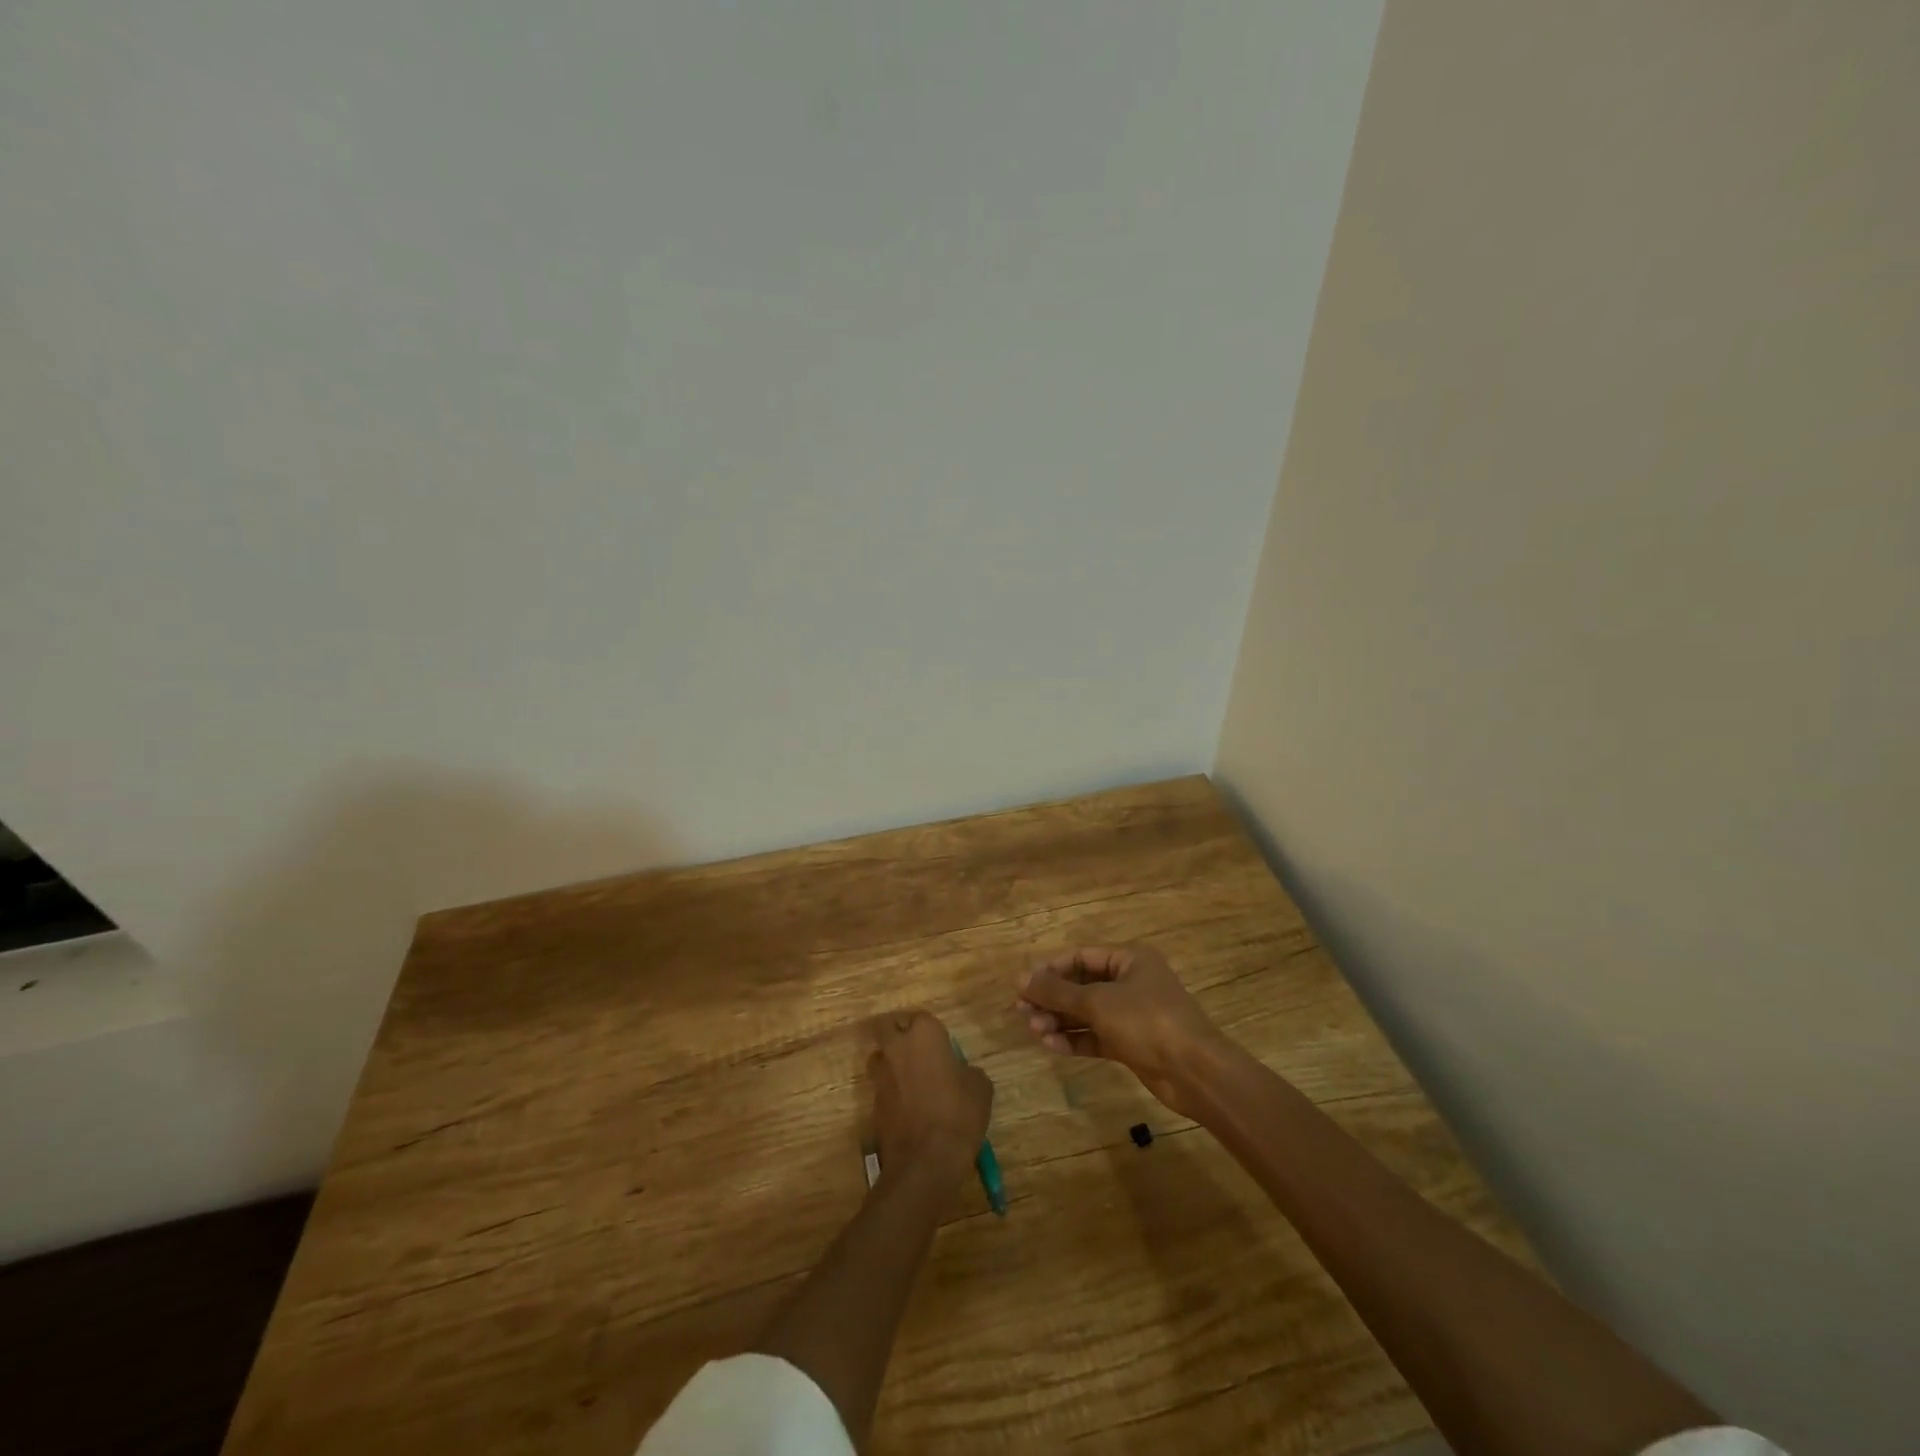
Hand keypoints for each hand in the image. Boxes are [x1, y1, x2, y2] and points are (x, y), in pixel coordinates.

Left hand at [869, 1010, 992, 1181]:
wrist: (926, 1161)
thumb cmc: (958, 1114)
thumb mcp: (980, 1088)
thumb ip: (967, 1071)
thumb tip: (960, 1073)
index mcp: (924, 1035)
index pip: (921, 1017)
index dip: (930, 1030)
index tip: (941, 1045)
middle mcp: (897, 1047)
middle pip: (888, 1026)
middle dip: (898, 1032)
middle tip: (916, 1049)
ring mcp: (881, 1075)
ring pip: (880, 1055)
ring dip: (891, 1061)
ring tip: (911, 1079)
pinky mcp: (873, 1102)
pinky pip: (881, 1086)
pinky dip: (891, 1091)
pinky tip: (908, 1107)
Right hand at [1017, 945, 1231, 1117]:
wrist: (1194, 1071)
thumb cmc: (1147, 1021)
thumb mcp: (1098, 1002)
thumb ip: (1057, 992)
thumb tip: (1021, 980)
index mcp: (1129, 959)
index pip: (1080, 956)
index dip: (1050, 969)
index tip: (1023, 986)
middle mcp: (1130, 982)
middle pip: (1081, 985)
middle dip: (1052, 999)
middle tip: (1023, 1012)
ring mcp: (1132, 1015)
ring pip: (1087, 1013)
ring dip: (1060, 1020)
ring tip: (1036, 1031)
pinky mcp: (1132, 1044)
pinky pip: (1096, 1036)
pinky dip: (1075, 1039)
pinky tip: (1053, 1045)